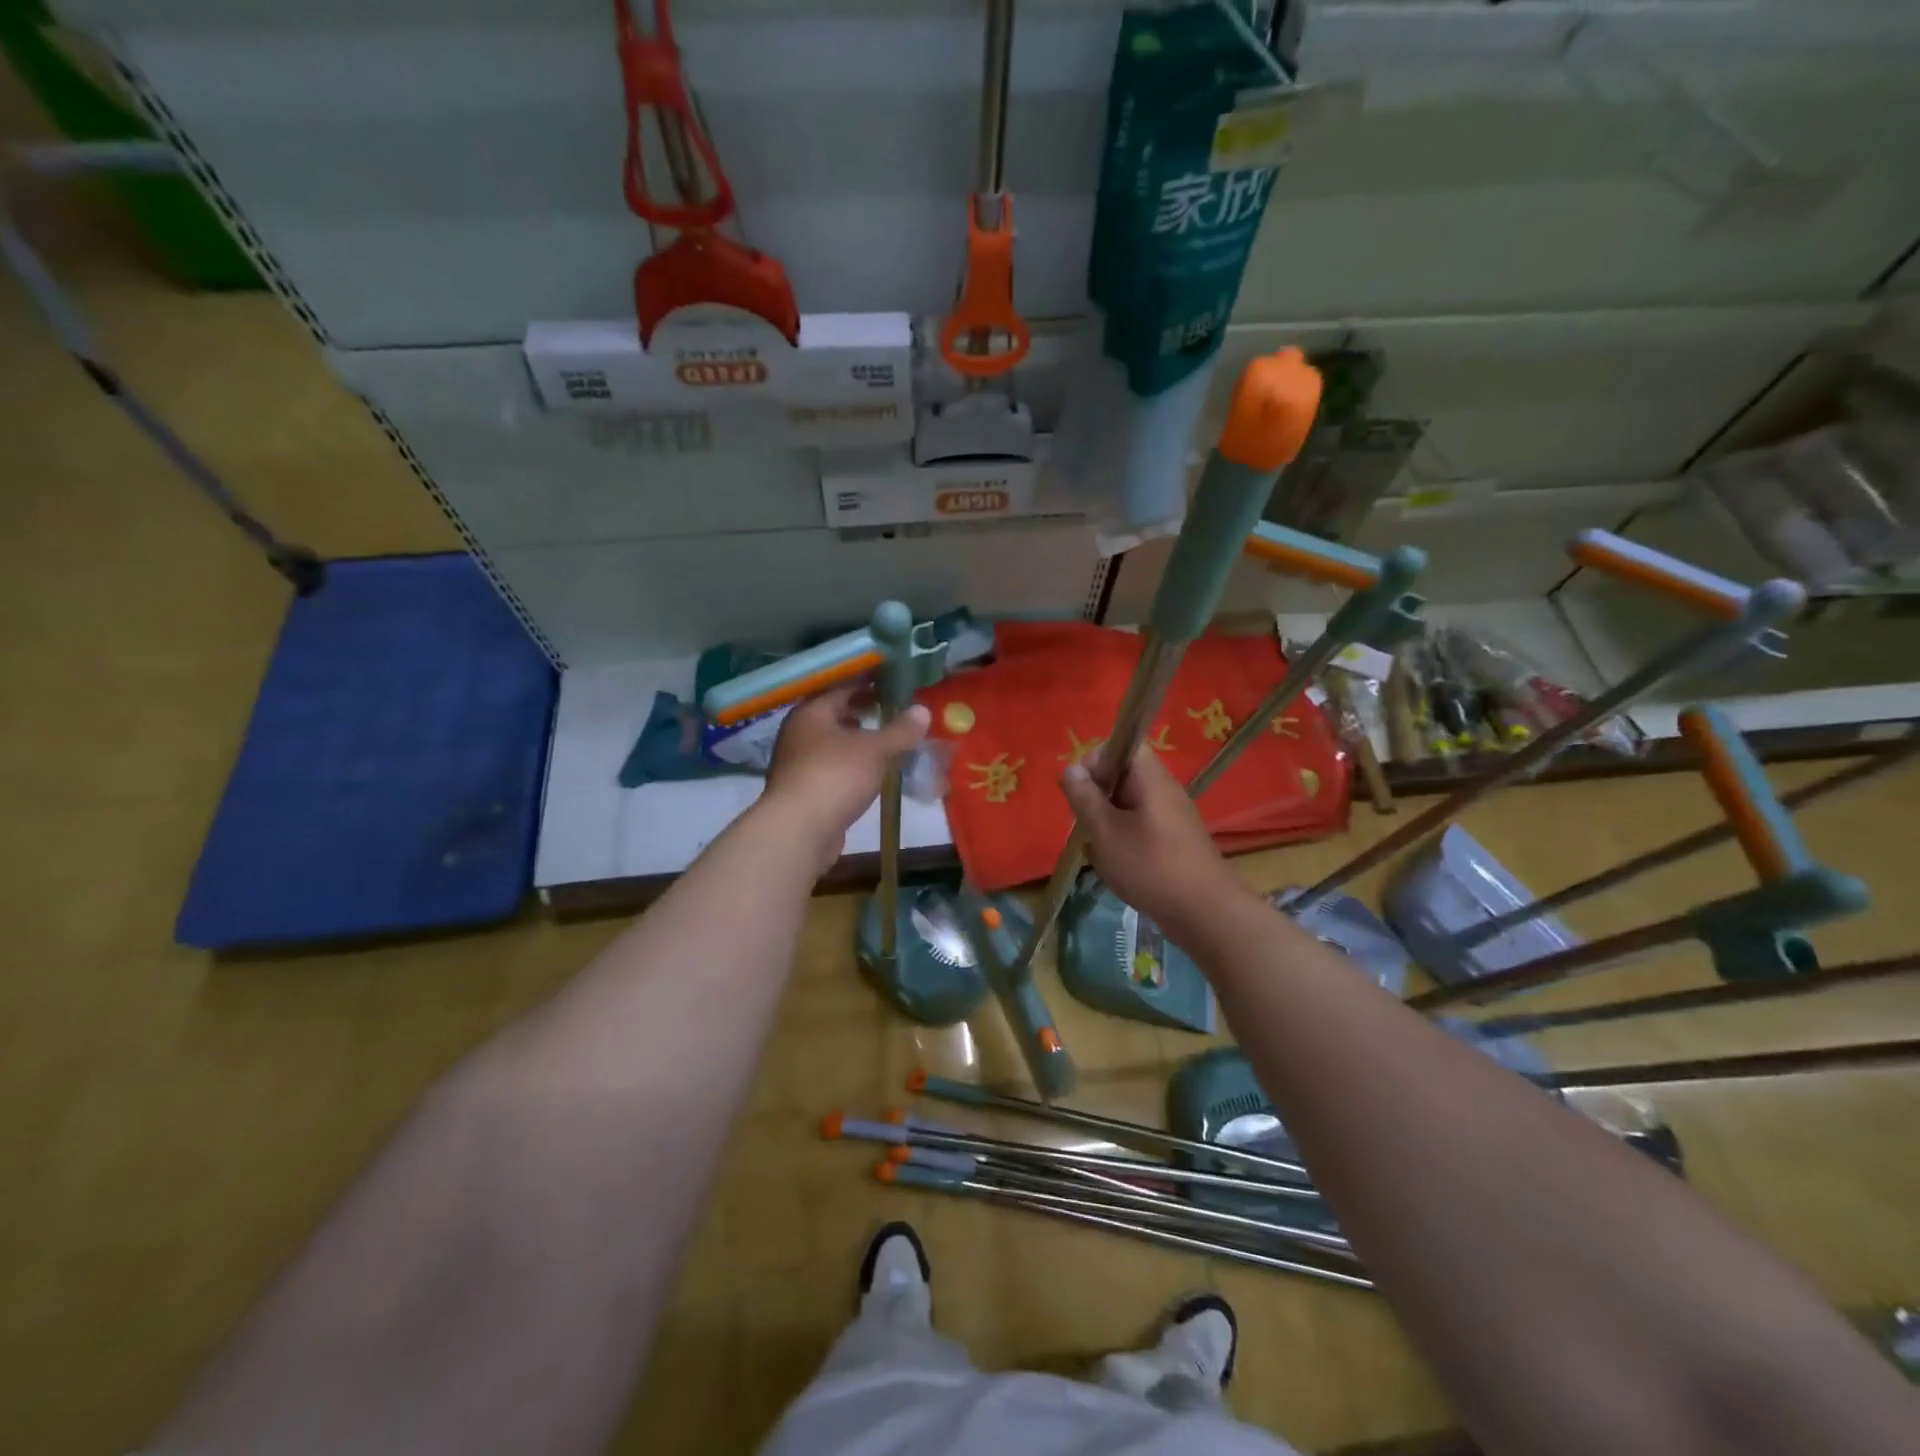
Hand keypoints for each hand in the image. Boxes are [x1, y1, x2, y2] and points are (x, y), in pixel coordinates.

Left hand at [759, 686, 930, 867]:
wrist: (799, 830)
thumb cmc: (835, 776)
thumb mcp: (875, 750)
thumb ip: (900, 730)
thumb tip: (923, 710)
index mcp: (811, 713)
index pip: (842, 688)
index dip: (868, 683)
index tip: (893, 683)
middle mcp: (799, 733)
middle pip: (834, 715)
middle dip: (862, 712)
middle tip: (893, 710)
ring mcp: (798, 763)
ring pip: (833, 743)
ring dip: (857, 741)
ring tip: (886, 741)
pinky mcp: (804, 791)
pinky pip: (833, 768)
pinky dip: (852, 765)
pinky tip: (871, 773)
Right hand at [1061, 746, 1245, 932]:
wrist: (1206, 913)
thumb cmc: (1150, 866)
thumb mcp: (1104, 831)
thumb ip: (1084, 797)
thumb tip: (1071, 769)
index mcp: (1150, 777)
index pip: (1119, 745)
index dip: (1093, 762)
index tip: (1081, 793)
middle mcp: (1163, 789)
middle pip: (1120, 777)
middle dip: (1096, 799)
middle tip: (1088, 827)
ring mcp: (1171, 815)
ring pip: (1127, 805)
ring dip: (1107, 824)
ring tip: (1101, 852)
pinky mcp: (1174, 840)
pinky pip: (1140, 827)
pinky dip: (1123, 841)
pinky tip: (1118, 867)